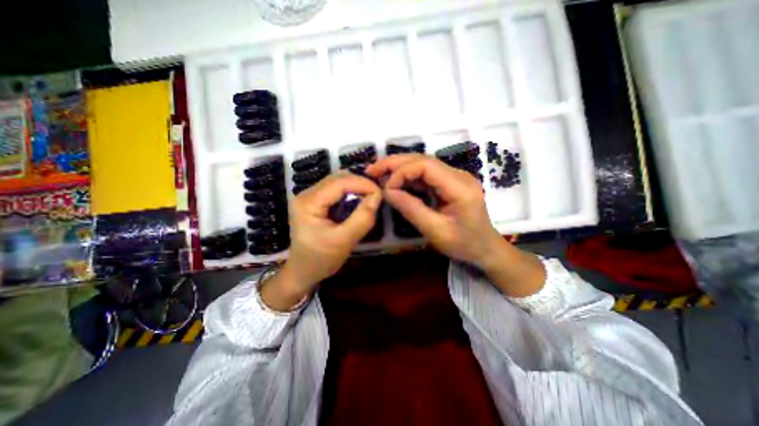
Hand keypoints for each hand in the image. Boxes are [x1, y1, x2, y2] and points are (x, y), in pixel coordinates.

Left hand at [261, 171, 381, 308]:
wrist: (303, 271)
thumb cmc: (320, 259)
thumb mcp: (343, 241)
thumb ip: (362, 219)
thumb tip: (377, 196)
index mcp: (309, 202)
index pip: (339, 183)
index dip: (362, 184)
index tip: (380, 193)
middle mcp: (306, 194)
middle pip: (338, 178)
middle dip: (360, 183)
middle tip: (377, 194)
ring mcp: (310, 197)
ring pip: (338, 182)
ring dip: (356, 186)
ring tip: (371, 196)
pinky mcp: (315, 202)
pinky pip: (336, 190)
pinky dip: (350, 192)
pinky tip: (359, 199)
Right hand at [364, 155, 501, 266]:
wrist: (485, 248)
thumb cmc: (464, 244)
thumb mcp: (435, 231)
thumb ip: (411, 209)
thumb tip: (387, 191)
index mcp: (459, 187)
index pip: (426, 165)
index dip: (401, 172)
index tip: (386, 188)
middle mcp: (458, 175)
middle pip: (423, 159)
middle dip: (395, 163)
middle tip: (372, 169)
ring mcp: (455, 177)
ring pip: (423, 164)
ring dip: (399, 167)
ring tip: (379, 173)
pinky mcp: (450, 183)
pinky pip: (426, 175)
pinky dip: (408, 177)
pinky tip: (395, 182)